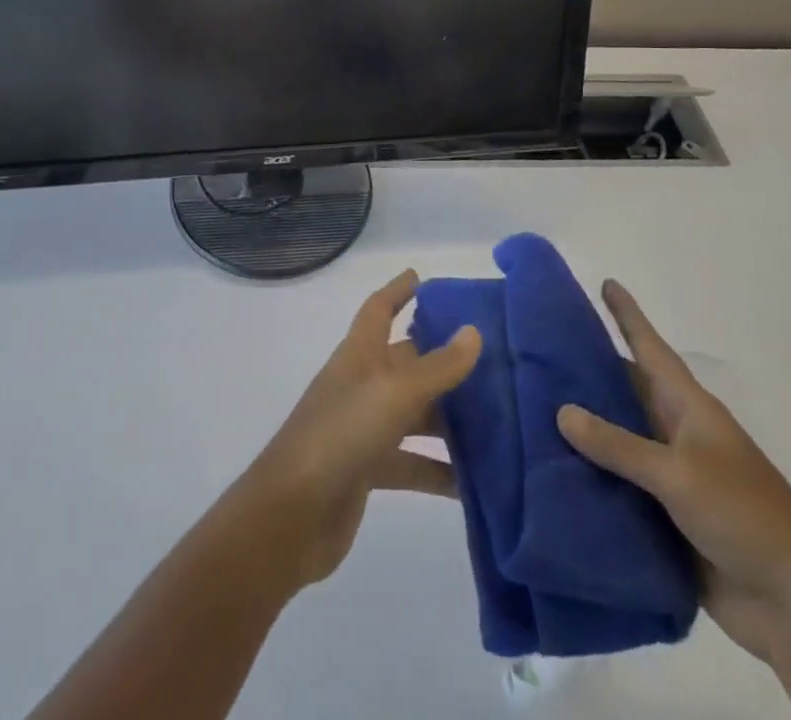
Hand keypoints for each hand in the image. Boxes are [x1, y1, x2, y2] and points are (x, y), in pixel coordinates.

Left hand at [239, 270, 481, 589]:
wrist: (292, 514)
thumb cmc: (341, 435)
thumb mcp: (394, 394)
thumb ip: (437, 367)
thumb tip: (473, 332)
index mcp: (359, 354)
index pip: (378, 309)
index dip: (397, 291)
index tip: (420, 277)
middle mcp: (361, 384)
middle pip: (406, 362)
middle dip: (441, 358)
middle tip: (491, 358)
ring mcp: (363, 428)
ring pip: (414, 413)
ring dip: (449, 417)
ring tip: (499, 419)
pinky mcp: (368, 470)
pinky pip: (412, 462)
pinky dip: (440, 470)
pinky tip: (477, 483)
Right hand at [556, 281, 790, 662]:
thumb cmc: (744, 515)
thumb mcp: (679, 473)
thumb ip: (619, 445)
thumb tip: (562, 410)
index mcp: (689, 408)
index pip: (651, 348)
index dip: (628, 315)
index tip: (605, 282)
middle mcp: (676, 432)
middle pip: (626, 390)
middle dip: (588, 372)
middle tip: (539, 351)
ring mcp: (671, 476)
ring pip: (617, 440)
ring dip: (583, 430)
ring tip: (530, 407)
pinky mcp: (664, 517)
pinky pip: (617, 487)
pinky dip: (589, 478)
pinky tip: (551, 471)